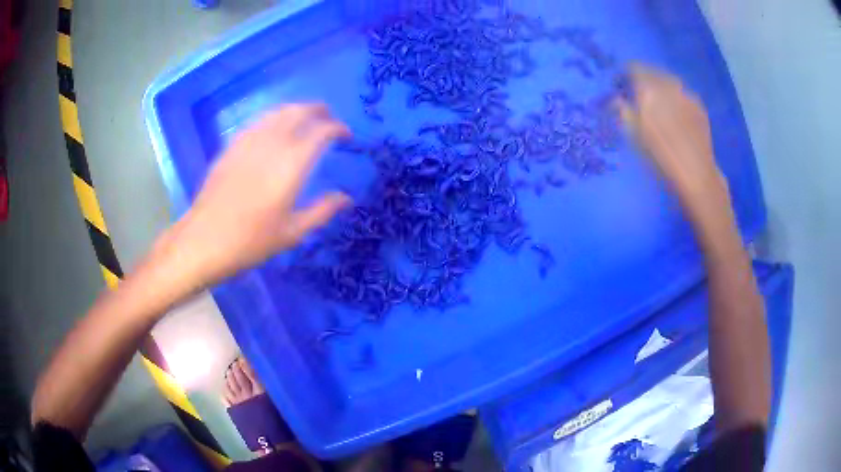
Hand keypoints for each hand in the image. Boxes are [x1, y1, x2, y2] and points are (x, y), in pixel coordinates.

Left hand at [164, 104, 350, 287]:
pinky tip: (275, 129)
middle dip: (320, 111)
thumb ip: (322, 211)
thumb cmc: (251, 241)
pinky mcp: (231, 146)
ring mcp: (248, 141)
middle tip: (330, 121)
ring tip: (306, 120)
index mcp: (291, 164)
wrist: (204, 241)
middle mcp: (271, 144)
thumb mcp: (292, 233)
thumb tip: (347, 198)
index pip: (321, 131)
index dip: (338, 128)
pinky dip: (274, 118)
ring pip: (278, 111)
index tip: (347, 136)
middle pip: (300, 111)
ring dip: (297, 110)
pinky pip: (258, 121)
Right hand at [616, 64, 727, 208]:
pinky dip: (676, 99)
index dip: (624, 76)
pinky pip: (682, 94)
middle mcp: (668, 84)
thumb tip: (617, 99)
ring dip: (661, 89)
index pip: (633, 68)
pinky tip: (676, 117)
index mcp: (649, 88)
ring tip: (659, 107)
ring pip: (669, 82)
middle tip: (640, 98)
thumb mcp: (633, 136)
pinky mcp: (699, 106)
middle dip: (644, 81)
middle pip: (652, 72)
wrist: (696, 174)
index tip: (621, 88)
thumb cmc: (660, 157)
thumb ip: (623, 111)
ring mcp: (686, 94)